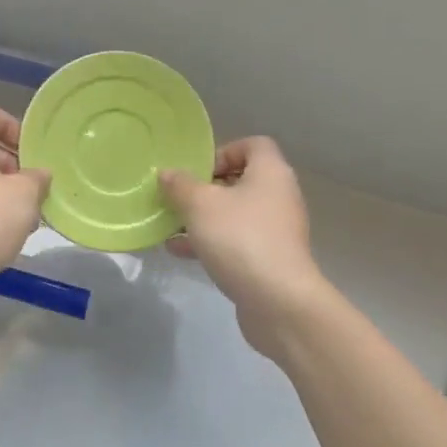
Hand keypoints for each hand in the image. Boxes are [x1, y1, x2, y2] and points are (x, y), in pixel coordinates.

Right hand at [160, 138, 328, 356]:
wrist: (278, 301)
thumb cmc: (239, 238)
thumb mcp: (200, 205)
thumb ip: (180, 185)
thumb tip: (167, 173)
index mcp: (270, 173)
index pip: (254, 145)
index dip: (224, 152)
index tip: (197, 171)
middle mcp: (279, 196)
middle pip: (241, 180)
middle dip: (206, 188)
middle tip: (179, 198)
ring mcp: (276, 230)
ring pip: (235, 214)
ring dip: (203, 218)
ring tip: (171, 225)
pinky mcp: (269, 259)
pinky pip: (236, 241)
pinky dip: (210, 242)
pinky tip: (178, 251)